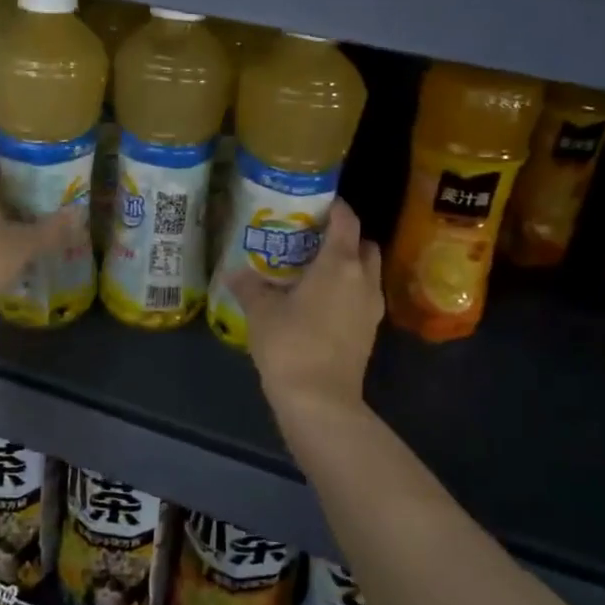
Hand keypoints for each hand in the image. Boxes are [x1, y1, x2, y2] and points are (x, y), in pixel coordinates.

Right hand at [227, 199, 382, 425]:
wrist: (320, 401)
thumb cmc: (290, 344)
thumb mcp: (261, 311)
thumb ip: (249, 286)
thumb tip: (233, 272)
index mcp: (340, 264)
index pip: (347, 220)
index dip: (334, 207)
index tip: (315, 203)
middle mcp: (364, 279)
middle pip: (364, 244)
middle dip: (344, 237)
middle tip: (312, 238)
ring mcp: (371, 307)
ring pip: (367, 272)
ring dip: (348, 265)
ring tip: (313, 269)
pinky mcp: (370, 331)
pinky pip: (363, 296)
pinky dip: (348, 289)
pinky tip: (319, 301)